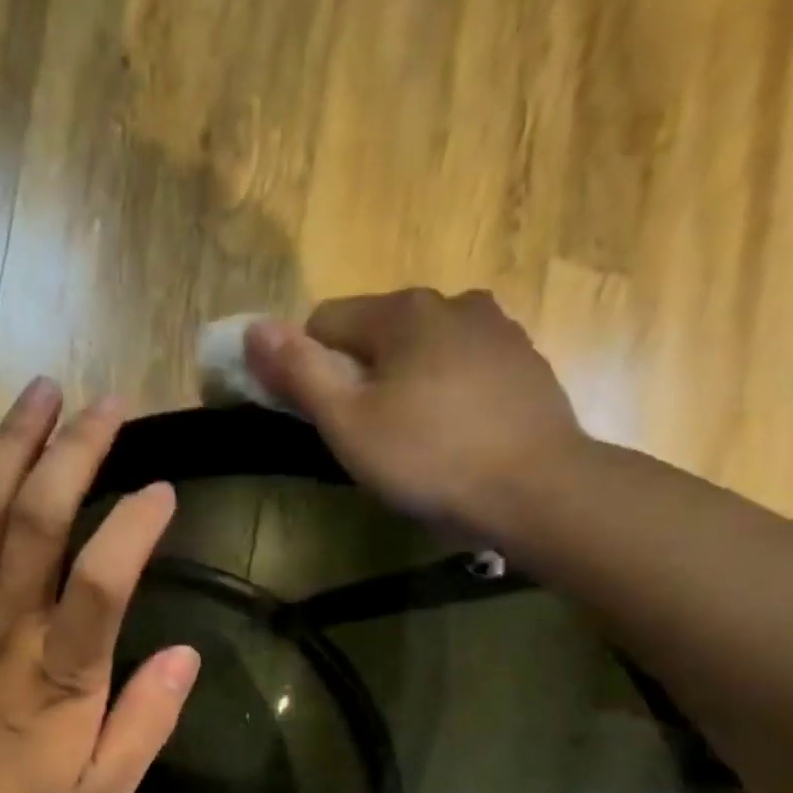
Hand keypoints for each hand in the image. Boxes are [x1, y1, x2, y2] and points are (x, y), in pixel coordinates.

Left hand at [0, 379, 200, 792]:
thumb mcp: (103, 792)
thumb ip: (148, 721)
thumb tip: (186, 654)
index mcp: (63, 670)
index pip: (105, 578)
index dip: (137, 525)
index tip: (164, 491)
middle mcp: (6, 625)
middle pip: (40, 518)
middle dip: (78, 451)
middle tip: (108, 405)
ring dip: (12, 443)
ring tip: (42, 389)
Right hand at [243, 289, 589, 533]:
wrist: (539, 490)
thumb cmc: (430, 458)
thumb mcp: (348, 422)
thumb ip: (299, 372)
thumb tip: (254, 327)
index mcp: (404, 311)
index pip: (325, 321)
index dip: (309, 369)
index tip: (322, 419)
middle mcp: (453, 302)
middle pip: (377, 334)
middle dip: (360, 376)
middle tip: (366, 438)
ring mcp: (498, 330)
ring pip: (423, 351)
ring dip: (405, 384)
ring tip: (414, 441)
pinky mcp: (526, 364)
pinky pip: (463, 369)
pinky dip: (447, 394)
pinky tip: (455, 438)